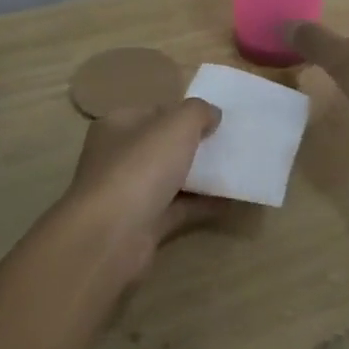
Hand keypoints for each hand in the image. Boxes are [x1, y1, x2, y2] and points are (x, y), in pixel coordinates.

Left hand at [54, 98, 226, 264]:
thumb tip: (212, 115)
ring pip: (170, 178)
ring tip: (236, 170)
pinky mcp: (142, 224)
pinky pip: (178, 208)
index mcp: (117, 126)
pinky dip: (201, 205)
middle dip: (193, 145)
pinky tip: (231, 201)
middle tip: (229, 144)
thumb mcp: (177, 125)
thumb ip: (198, 112)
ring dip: (199, 176)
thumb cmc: (140, 167)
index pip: (153, 112)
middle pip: (162, 146)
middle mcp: (117, 157)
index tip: (216, 120)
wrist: (112, 236)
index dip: (183, 113)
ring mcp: (128, 193)